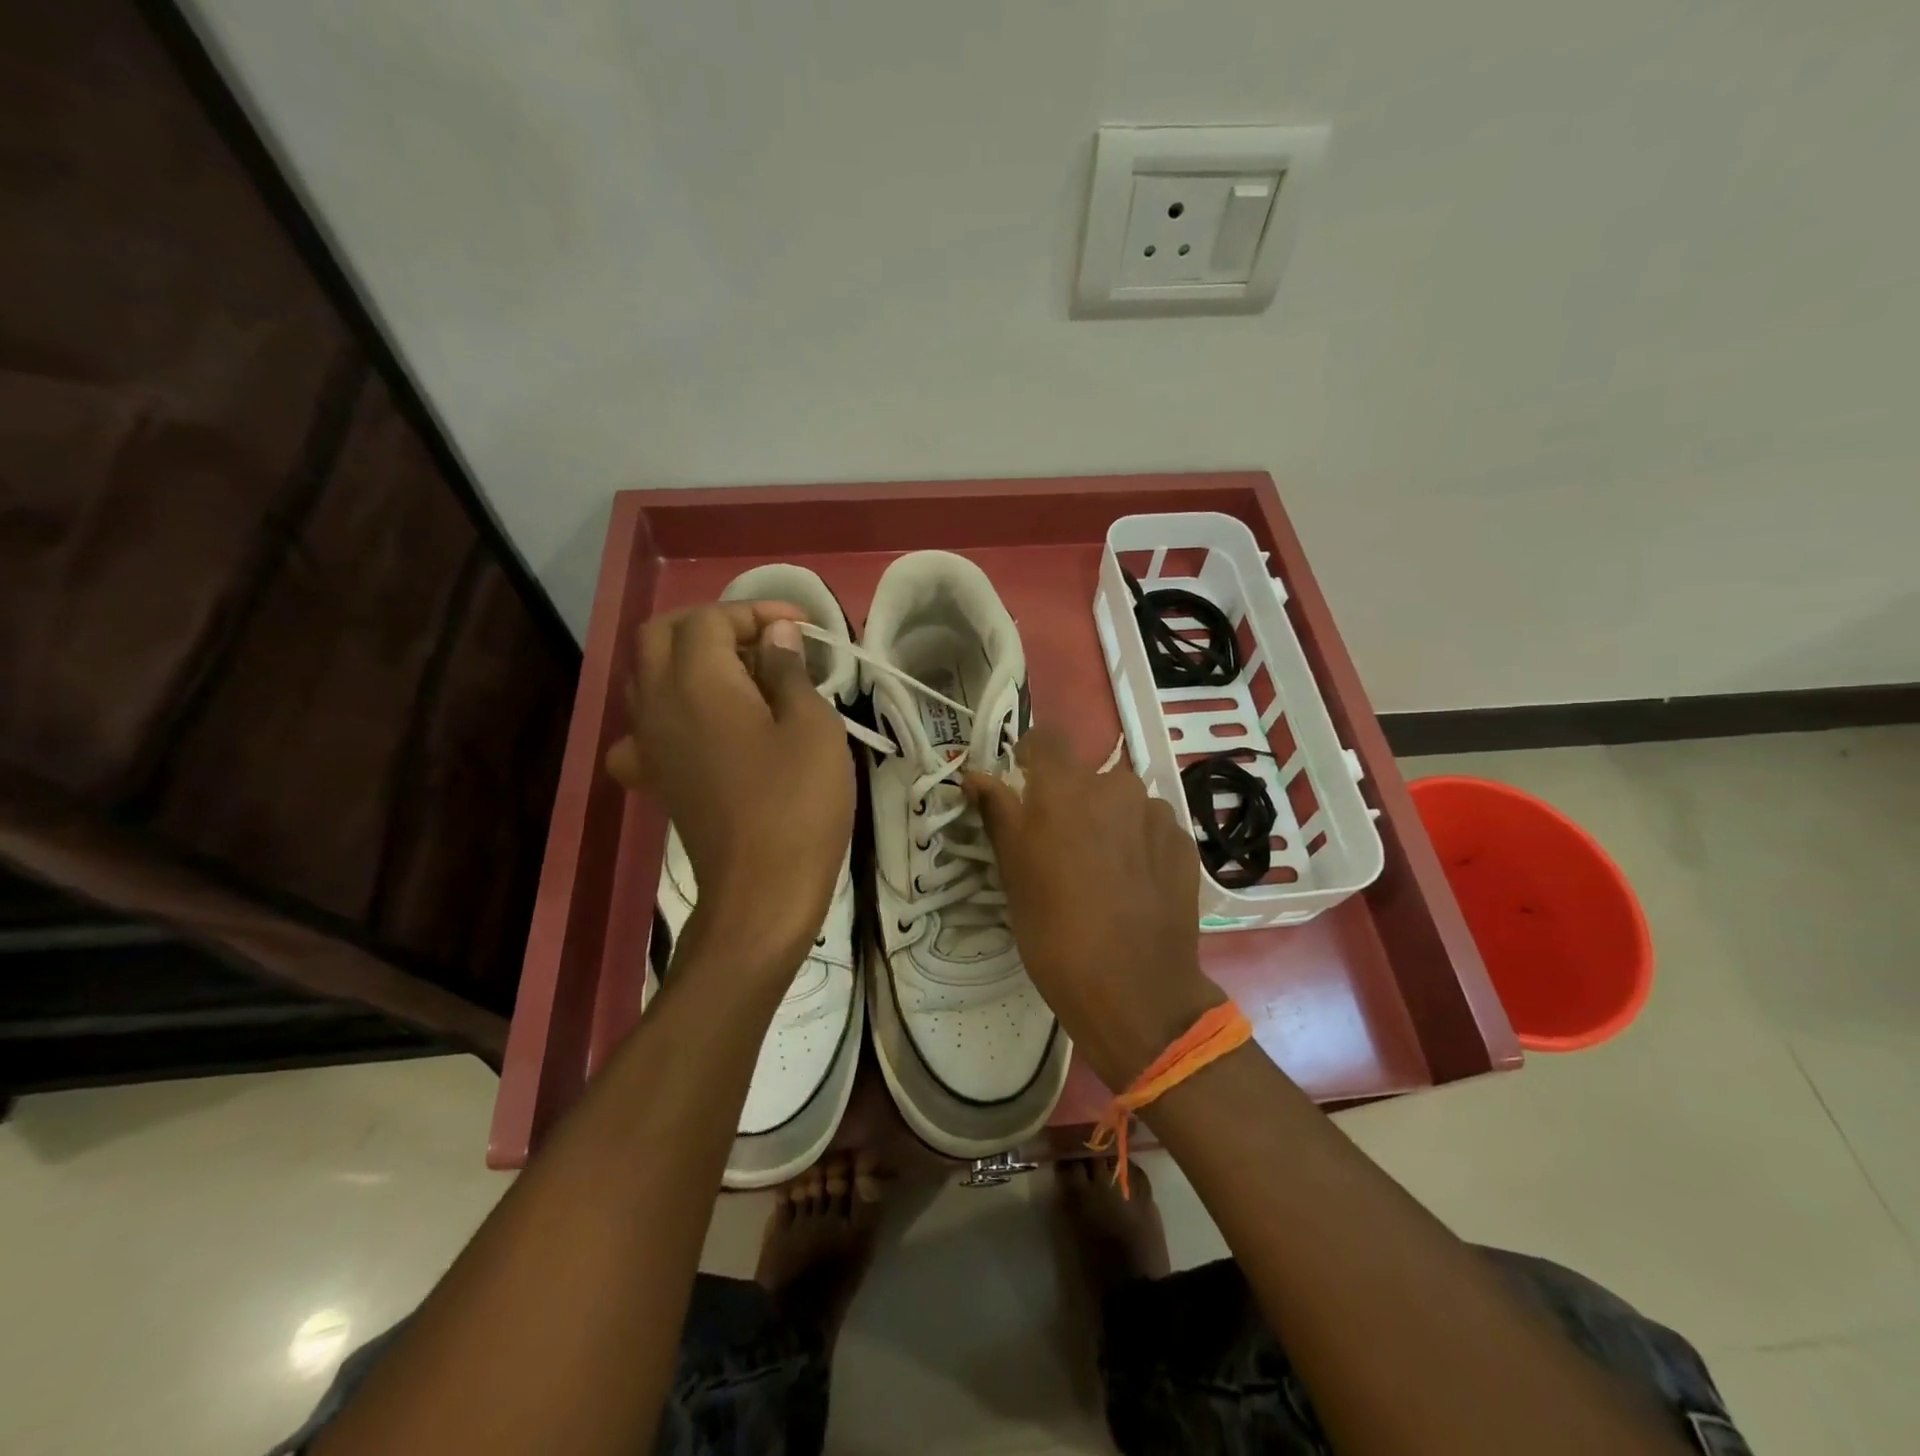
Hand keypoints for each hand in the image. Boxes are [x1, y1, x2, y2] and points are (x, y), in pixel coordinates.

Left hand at [606, 603, 853, 973]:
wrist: (762, 891)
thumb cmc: (798, 803)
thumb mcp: (813, 727)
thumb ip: (789, 671)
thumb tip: (777, 636)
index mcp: (697, 681)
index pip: (710, 619)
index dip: (757, 611)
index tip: (803, 627)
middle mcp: (658, 702)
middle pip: (662, 635)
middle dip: (711, 624)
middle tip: (762, 640)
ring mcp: (649, 743)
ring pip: (647, 675)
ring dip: (687, 660)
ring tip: (740, 676)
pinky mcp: (655, 778)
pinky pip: (644, 729)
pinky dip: (668, 713)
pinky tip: (698, 730)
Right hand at [967, 727, 1223, 1088]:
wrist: (1133, 991)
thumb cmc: (1054, 930)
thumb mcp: (1013, 872)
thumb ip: (998, 812)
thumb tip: (975, 775)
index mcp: (1066, 787)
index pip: (1046, 738)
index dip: (1032, 757)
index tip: (1025, 786)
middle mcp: (1116, 786)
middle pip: (1087, 776)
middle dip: (1072, 800)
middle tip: (1061, 848)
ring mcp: (1157, 814)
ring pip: (1122, 803)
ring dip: (1108, 822)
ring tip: (1102, 872)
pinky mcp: (1184, 844)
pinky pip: (1151, 829)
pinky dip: (1138, 845)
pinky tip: (1133, 887)